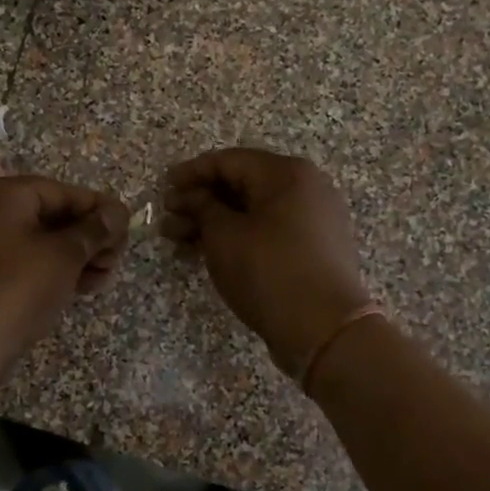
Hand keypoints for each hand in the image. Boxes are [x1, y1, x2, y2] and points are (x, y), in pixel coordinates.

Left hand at [0, 176, 129, 356]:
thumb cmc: (19, 288)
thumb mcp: (65, 255)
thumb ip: (94, 229)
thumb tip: (117, 212)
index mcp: (4, 195)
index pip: (63, 192)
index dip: (98, 209)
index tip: (127, 227)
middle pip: (52, 215)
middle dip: (89, 237)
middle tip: (117, 258)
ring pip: (40, 241)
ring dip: (76, 256)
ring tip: (105, 277)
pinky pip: (25, 261)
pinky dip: (53, 270)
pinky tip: (84, 287)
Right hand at [162, 148, 371, 373]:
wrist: (325, 330)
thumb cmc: (269, 272)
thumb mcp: (224, 236)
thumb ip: (202, 207)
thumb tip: (190, 195)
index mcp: (287, 174)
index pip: (229, 161)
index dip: (192, 172)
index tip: (163, 187)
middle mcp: (306, 188)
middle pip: (242, 185)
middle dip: (200, 201)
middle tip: (168, 219)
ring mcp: (313, 219)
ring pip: (253, 211)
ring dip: (213, 223)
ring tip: (177, 241)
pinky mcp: (313, 248)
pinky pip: (268, 231)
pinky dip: (237, 237)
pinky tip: (207, 253)